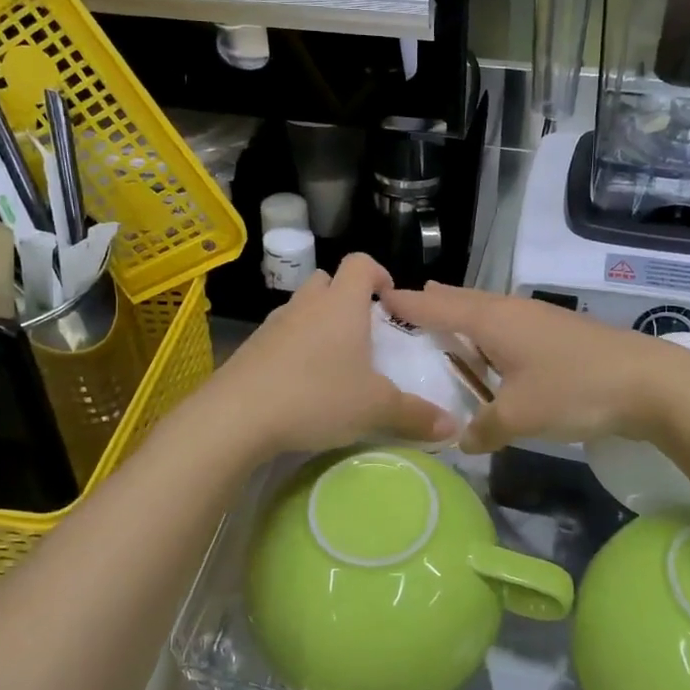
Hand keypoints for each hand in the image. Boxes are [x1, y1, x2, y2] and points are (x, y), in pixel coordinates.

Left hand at [206, 254, 457, 457]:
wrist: (236, 416)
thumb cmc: (316, 397)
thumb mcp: (375, 408)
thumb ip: (415, 415)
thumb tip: (453, 426)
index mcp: (342, 304)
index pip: (360, 263)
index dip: (378, 272)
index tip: (389, 298)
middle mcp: (307, 304)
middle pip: (328, 280)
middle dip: (346, 298)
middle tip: (362, 331)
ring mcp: (274, 324)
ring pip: (302, 308)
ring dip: (318, 322)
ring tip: (332, 360)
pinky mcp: (250, 347)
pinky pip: (280, 335)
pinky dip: (293, 347)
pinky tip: (300, 382)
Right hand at [383, 283, 689, 453]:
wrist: (649, 382)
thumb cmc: (574, 390)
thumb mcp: (519, 417)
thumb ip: (483, 429)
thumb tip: (463, 440)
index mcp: (491, 320)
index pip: (436, 307)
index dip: (406, 304)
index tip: (377, 297)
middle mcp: (509, 310)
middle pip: (461, 301)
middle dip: (432, 304)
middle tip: (404, 309)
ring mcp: (536, 319)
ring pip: (486, 312)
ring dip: (461, 319)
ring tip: (441, 327)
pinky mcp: (556, 334)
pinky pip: (506, 327)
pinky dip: (486, 335)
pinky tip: (491, 355)